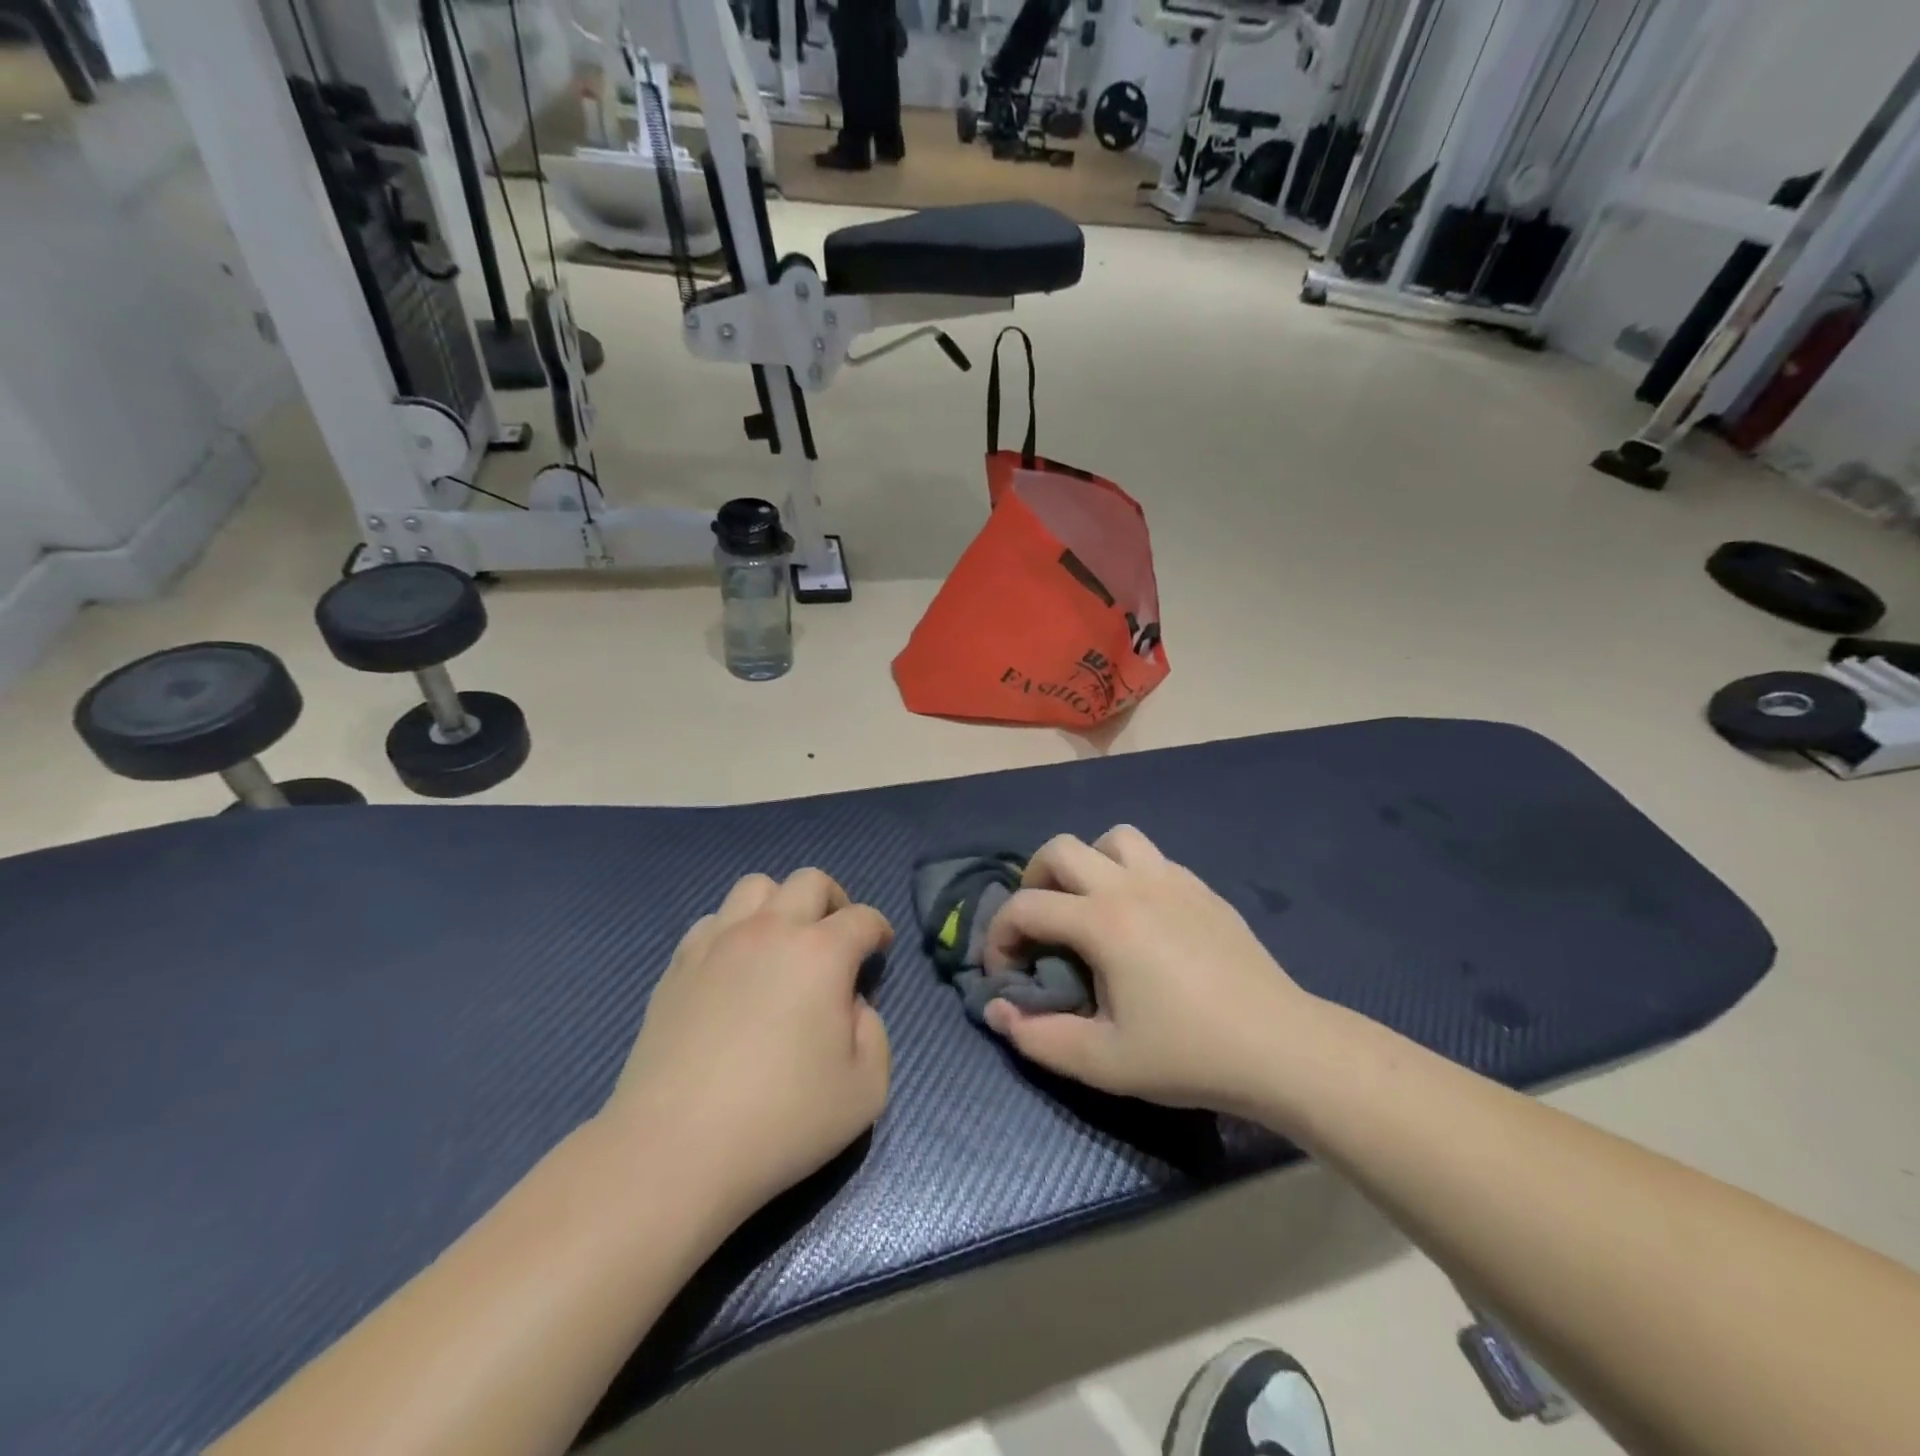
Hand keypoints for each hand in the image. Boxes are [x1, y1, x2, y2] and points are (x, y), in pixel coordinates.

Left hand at [603, 869, 892, 1222]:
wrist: (675, 1149)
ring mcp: (718, 942)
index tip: (880, 953)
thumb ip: (874, 1032)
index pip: (863, 918)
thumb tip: (851, 1004)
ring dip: (780, 905)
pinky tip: (735, 968)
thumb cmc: (782, 1121)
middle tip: (837, 940)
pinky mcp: (678, 965)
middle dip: (835, 901)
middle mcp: (771, 931)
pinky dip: (735, 930)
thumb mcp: (866, 1088)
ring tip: (784, 945)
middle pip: (810, 881)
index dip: (879, 931)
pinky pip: (713, 920)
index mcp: (821, 953)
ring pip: (756, 887)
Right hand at [982, 827, 1318, 1115]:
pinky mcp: (1201, 888)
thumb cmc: (1188, 1055)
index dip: (998, 935)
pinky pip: (1150, 858)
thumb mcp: (1103, 1063)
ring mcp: (1172, 879)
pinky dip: (1127, 874)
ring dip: (1086, 865)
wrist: (1281, 1048)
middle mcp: (1132, 886)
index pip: (1025, 906)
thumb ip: (1038, 1037)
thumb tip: (997, 1010)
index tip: (1003, 972)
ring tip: (1088, 908)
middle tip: (1038, 927)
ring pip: (1111, 839)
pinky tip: (1139, 919)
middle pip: (1060, 848)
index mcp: (1103, 922)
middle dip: (1033, 882)